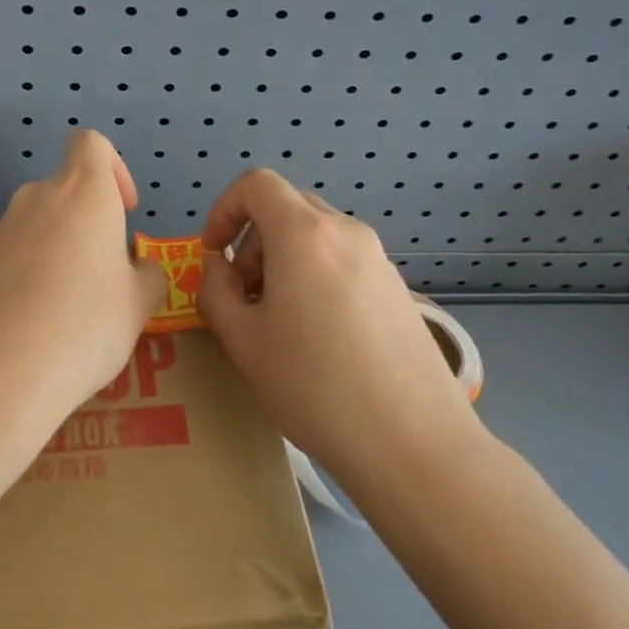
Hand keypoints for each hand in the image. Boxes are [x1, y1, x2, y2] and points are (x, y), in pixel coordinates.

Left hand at [0, 131, 164, 416]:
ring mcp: (2, 228)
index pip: (91, 144)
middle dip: (89, 221)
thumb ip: (147, 276)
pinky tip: (37, 321)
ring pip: (40, 223)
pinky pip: (15, 253)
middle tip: (105, 274)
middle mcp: (38, 196)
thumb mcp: (139, 305)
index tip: (124, 211)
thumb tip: (139, 269)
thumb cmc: (85, 323)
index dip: (113, 168)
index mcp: (84, 192)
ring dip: (59, 247)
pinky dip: (30, 271)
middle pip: (66, 188)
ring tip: (70, 305)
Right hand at [197, 170, 482, 480]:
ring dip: (284, 258)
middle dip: (253, 239)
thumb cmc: (315, 387)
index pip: (256, 184)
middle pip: (287, 207)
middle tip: (244, 294)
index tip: (213, 253)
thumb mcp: (243, 341)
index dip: (224, 209)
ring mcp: (378, 259)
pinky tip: (319, 335)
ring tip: (278, 319)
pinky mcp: (398, 288)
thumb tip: (217, 267)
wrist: (415, 445)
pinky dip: (316, 274)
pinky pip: (343, 260)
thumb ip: (215, 291)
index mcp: (304, 234)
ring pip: (316, 235)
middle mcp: (345, 231)